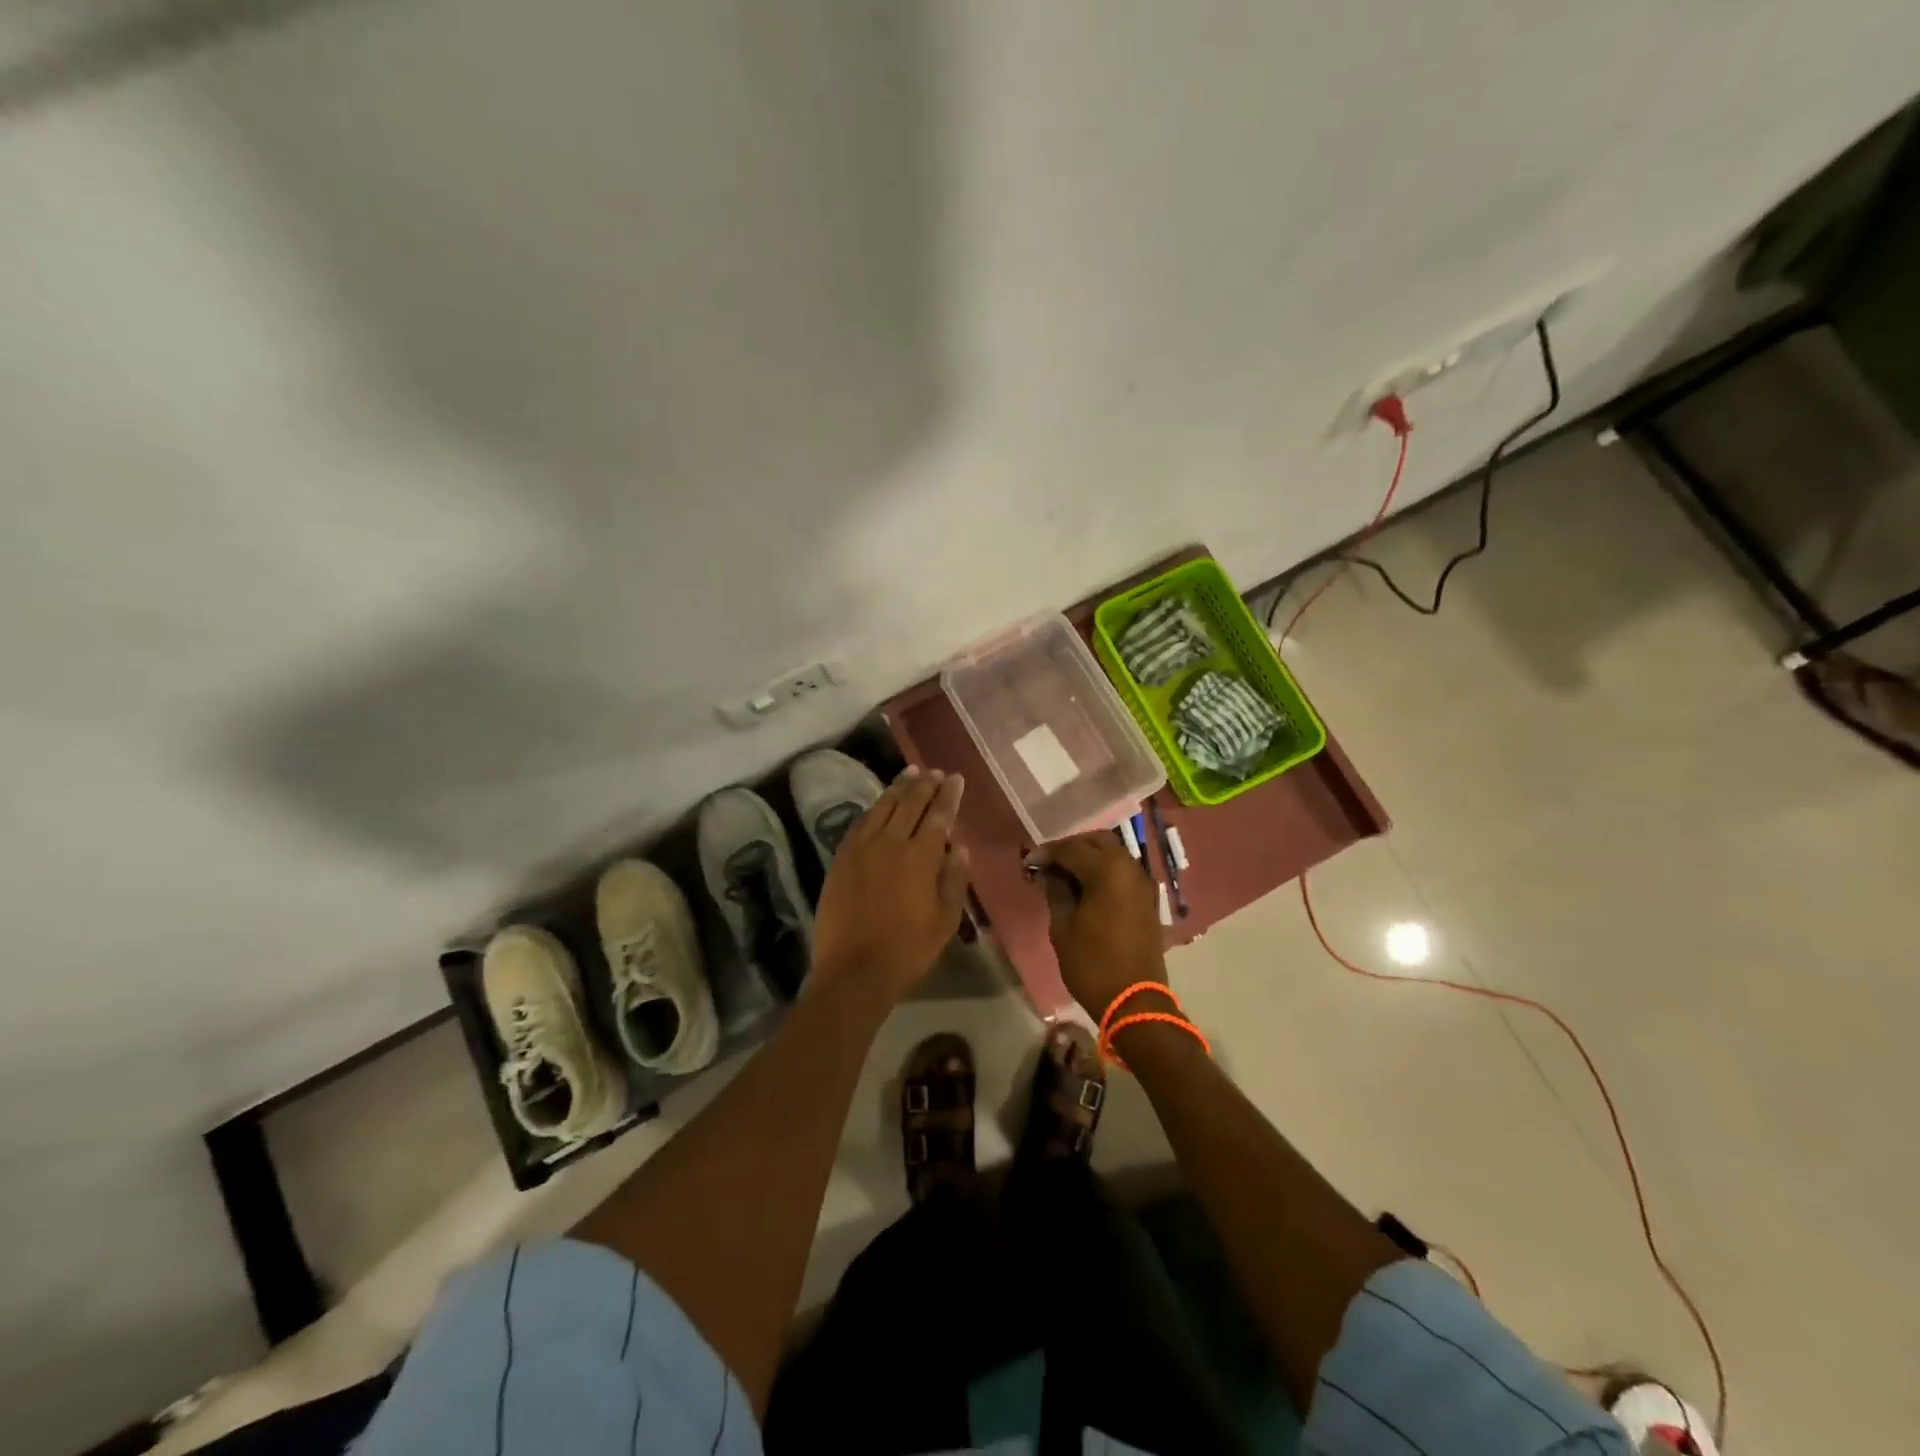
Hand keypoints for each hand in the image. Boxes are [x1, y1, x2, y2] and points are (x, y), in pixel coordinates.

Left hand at [811, 767, 969, 1007]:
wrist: (854, 971)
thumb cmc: (908, 950)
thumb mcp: (945, 920)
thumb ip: (954, 879)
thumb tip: (959, 847)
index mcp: (920, 857)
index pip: (938, 815)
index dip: (949, 795)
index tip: (956, 778)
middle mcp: (890, 843)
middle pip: (910, 804)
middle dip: (925, 784)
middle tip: (935, 771)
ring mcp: (861, 849)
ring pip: (882, 808)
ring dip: (898, 788)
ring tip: (910, 773)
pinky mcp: (841, 859)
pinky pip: (860, 824)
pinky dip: (874, 809)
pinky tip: (879, 805)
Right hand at [1030, 832, 1171, 1021]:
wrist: (1134, 1001)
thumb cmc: (1092, 964)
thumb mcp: (1062, 927)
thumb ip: (1056, 891)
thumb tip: (1049, 872)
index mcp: (1108, 871)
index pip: (1072, 848)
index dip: (1048, 852)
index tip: (1029, 862)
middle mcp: (1130, 869)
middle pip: (1099, 841)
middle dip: (1073, 846)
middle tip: (1050, 863)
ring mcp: (1143, 884)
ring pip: (1114, 854)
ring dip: (1090, 857)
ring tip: (1066, 875)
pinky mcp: (1148, 900)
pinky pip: (1124, 872)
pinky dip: (1105, 870)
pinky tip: (1087, 887)